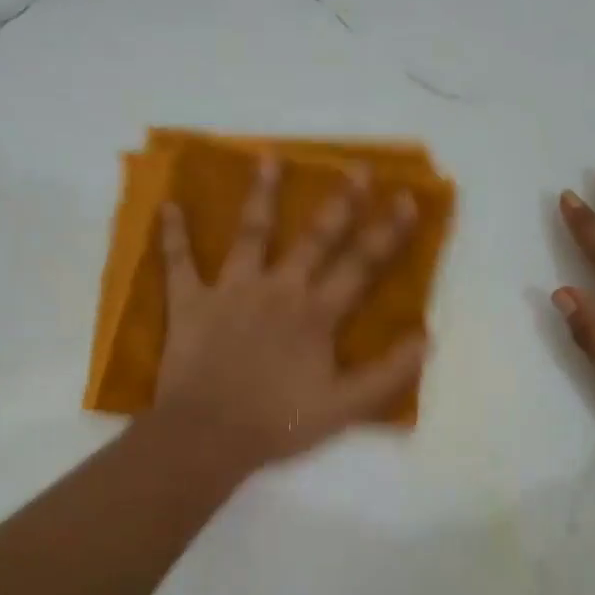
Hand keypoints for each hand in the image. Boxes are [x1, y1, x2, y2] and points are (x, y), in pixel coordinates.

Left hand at [153, 157, 426, 470]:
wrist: (207, 437)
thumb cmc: (277, 422)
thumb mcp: (345, 408)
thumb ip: (388, 374)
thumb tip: (426, 338)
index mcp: (316, 314)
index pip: (361, 265)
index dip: (387, 232)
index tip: (406, 198)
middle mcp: (278, 290)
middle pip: (314, 238)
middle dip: (340, 202)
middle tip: (355, 167)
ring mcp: (231, 291)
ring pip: (250, 234)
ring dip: (260, 195)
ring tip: (267, 157)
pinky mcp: (190, 302)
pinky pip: (178, 263)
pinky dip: (172, 234)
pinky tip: (168, 205)